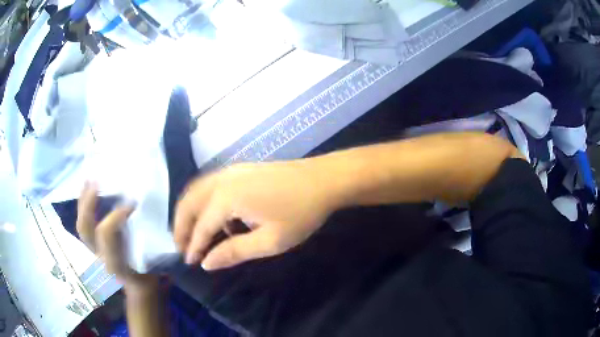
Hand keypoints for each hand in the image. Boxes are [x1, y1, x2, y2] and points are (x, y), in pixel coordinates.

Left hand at [77, 182, 158, 291]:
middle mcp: (99, 258)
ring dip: (83, 201)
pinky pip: (83, 223)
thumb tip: (141, 209)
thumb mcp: (151, 261)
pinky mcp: (91, 246)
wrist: (137, 286)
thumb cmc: (147, 272)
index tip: (130, 203)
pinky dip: (82, 205)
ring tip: (89, 179)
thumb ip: (144, 239)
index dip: (115, 215)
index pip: (106, 235)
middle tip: (98, 182)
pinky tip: (86, 189)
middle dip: (89, 203)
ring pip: (80, 224)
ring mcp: (92, 252)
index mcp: (115, 264)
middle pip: (85, 229)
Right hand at [174, 160, 337, 269]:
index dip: (194, 247)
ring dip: (189, 212)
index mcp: (227, 198)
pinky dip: (203, 202)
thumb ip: (234, 252)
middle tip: (182, 248)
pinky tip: (215, 218)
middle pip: (189, 203)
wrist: (324, 179)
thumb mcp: (269, 241)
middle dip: (181, 226)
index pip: (201, 227)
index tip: (189, 263)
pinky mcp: (239, 168)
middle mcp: (221, 180)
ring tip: (191, 234)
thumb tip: (206, 263)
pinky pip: (210, 185)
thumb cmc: (300, 213)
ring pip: (196, 191)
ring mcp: (230, 170)